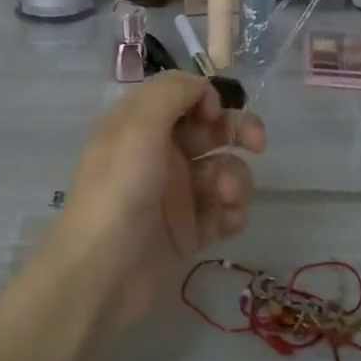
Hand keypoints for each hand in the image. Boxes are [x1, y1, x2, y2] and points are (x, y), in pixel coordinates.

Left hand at [43, 73, 266, 327]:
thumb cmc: (120, 187)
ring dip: (235, 177)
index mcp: (141, 124)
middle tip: (256, 142)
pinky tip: (228, 220)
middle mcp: (159, 154)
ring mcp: (175, 195)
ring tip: (226, 196)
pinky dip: (233, 211)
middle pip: (211, 131)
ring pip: (223, 171)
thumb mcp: (139, 123)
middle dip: (237, 131)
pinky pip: (223, 212)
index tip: (216, 113)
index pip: (184, 97)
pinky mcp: (188, 232)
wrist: (103, 269)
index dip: (207, 99)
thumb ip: (174, 91)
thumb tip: (205, 90)